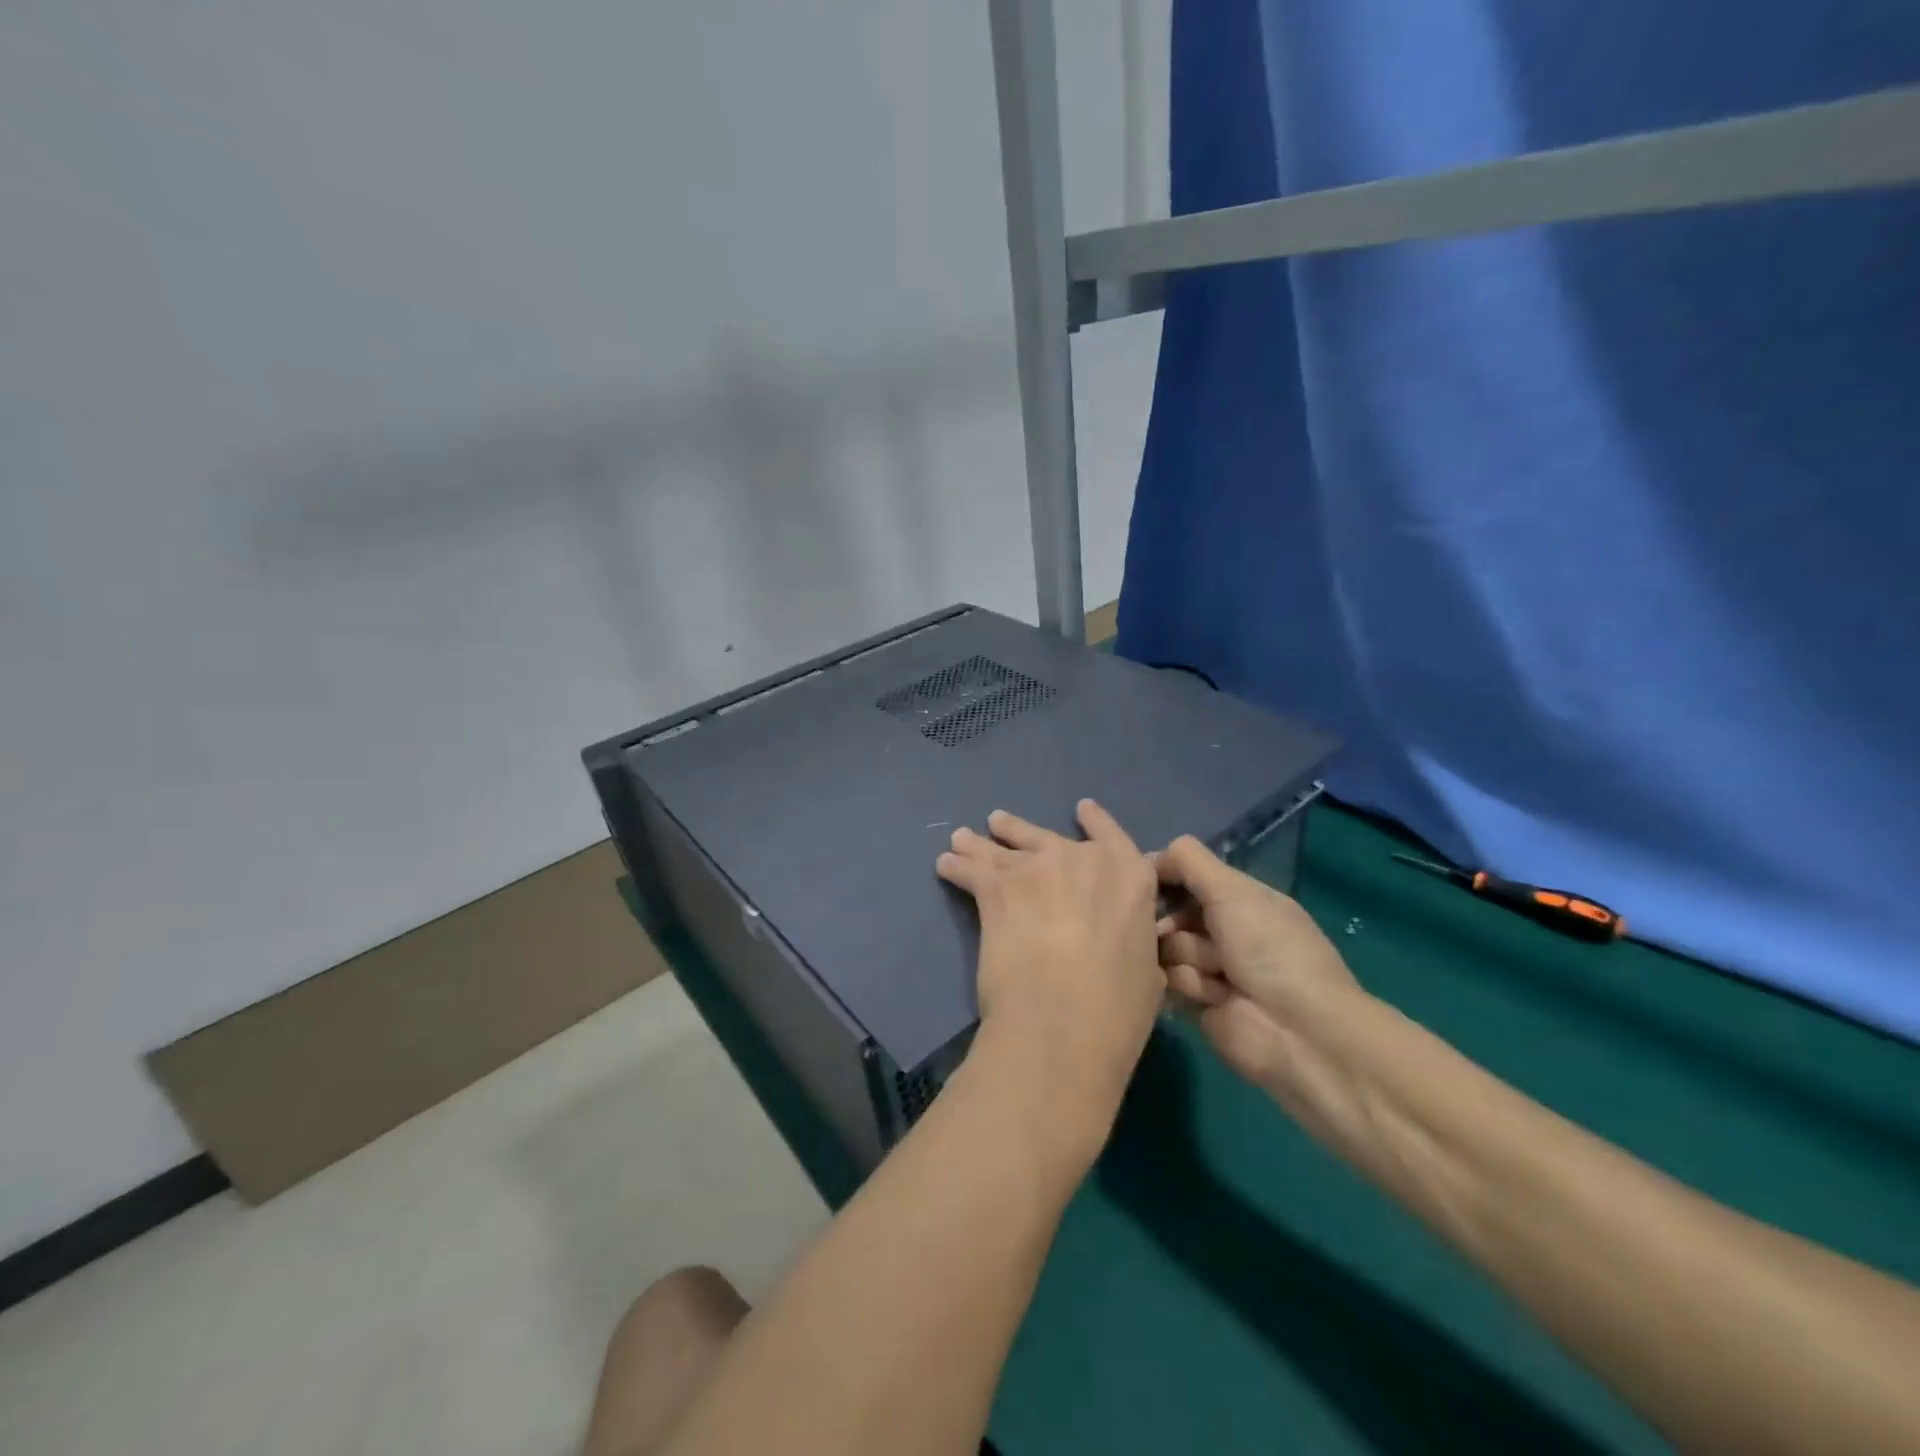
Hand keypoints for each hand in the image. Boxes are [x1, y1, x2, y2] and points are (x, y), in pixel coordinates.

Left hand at [936, 800, 1164, 1148]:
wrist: (1063, 1023)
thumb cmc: (1117, 1010)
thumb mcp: (1146, 970)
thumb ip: (1132, 940)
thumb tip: (1124, 941)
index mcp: (1130, 878)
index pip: (1113, 836)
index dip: (1096, 822)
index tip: (1082, 809)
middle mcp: (1082, 860)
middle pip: (1046, 838)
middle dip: (1020, 831)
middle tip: (999, 823)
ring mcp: (1037, 870)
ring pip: (1003, 848)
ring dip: (981, 844)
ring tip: (964, 839)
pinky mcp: (997, 888)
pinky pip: (971, 870)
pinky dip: (957, 867)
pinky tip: (946, 866)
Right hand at [1154, 836, 1364, 1106]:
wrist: (1296, 1031)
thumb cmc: (1268, 949)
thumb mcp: (1232, 891)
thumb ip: (1189, 862)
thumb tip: (1152, 856)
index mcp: (1241, 899)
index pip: (1190, 876)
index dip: (1165, 876)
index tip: (1142, 881)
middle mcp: (1226, 931)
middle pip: (1172, 913)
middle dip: (1170, 922)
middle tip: (1170, 933)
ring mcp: (1212, 969)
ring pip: (1168, 949)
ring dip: (1185, 958)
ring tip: (1213, 977)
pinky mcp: (1199, 1004)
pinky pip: (1169, 983)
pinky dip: (1184, 986)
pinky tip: (1206, 996)